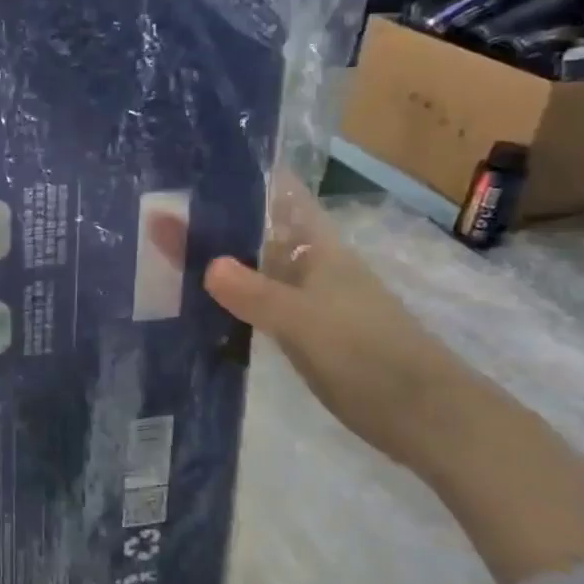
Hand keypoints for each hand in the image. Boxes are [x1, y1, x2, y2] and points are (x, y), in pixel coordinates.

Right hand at [149, 181, 468, 471]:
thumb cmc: (367, 356)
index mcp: (319, 249)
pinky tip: (199, 305)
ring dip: (220, 261)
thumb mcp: (303, 321)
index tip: (200, 166)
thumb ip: (255, 292)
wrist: (425, 417)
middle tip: (159, 212)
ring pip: (256, 269)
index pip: (282, 196)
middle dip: (217, 220)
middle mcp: (313, 267)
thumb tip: (208, 265)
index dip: (247, 177)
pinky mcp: (305, 334)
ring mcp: (310, 301)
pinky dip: (230, 299)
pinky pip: (258, 304)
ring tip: (166, 252)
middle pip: (260, 233)